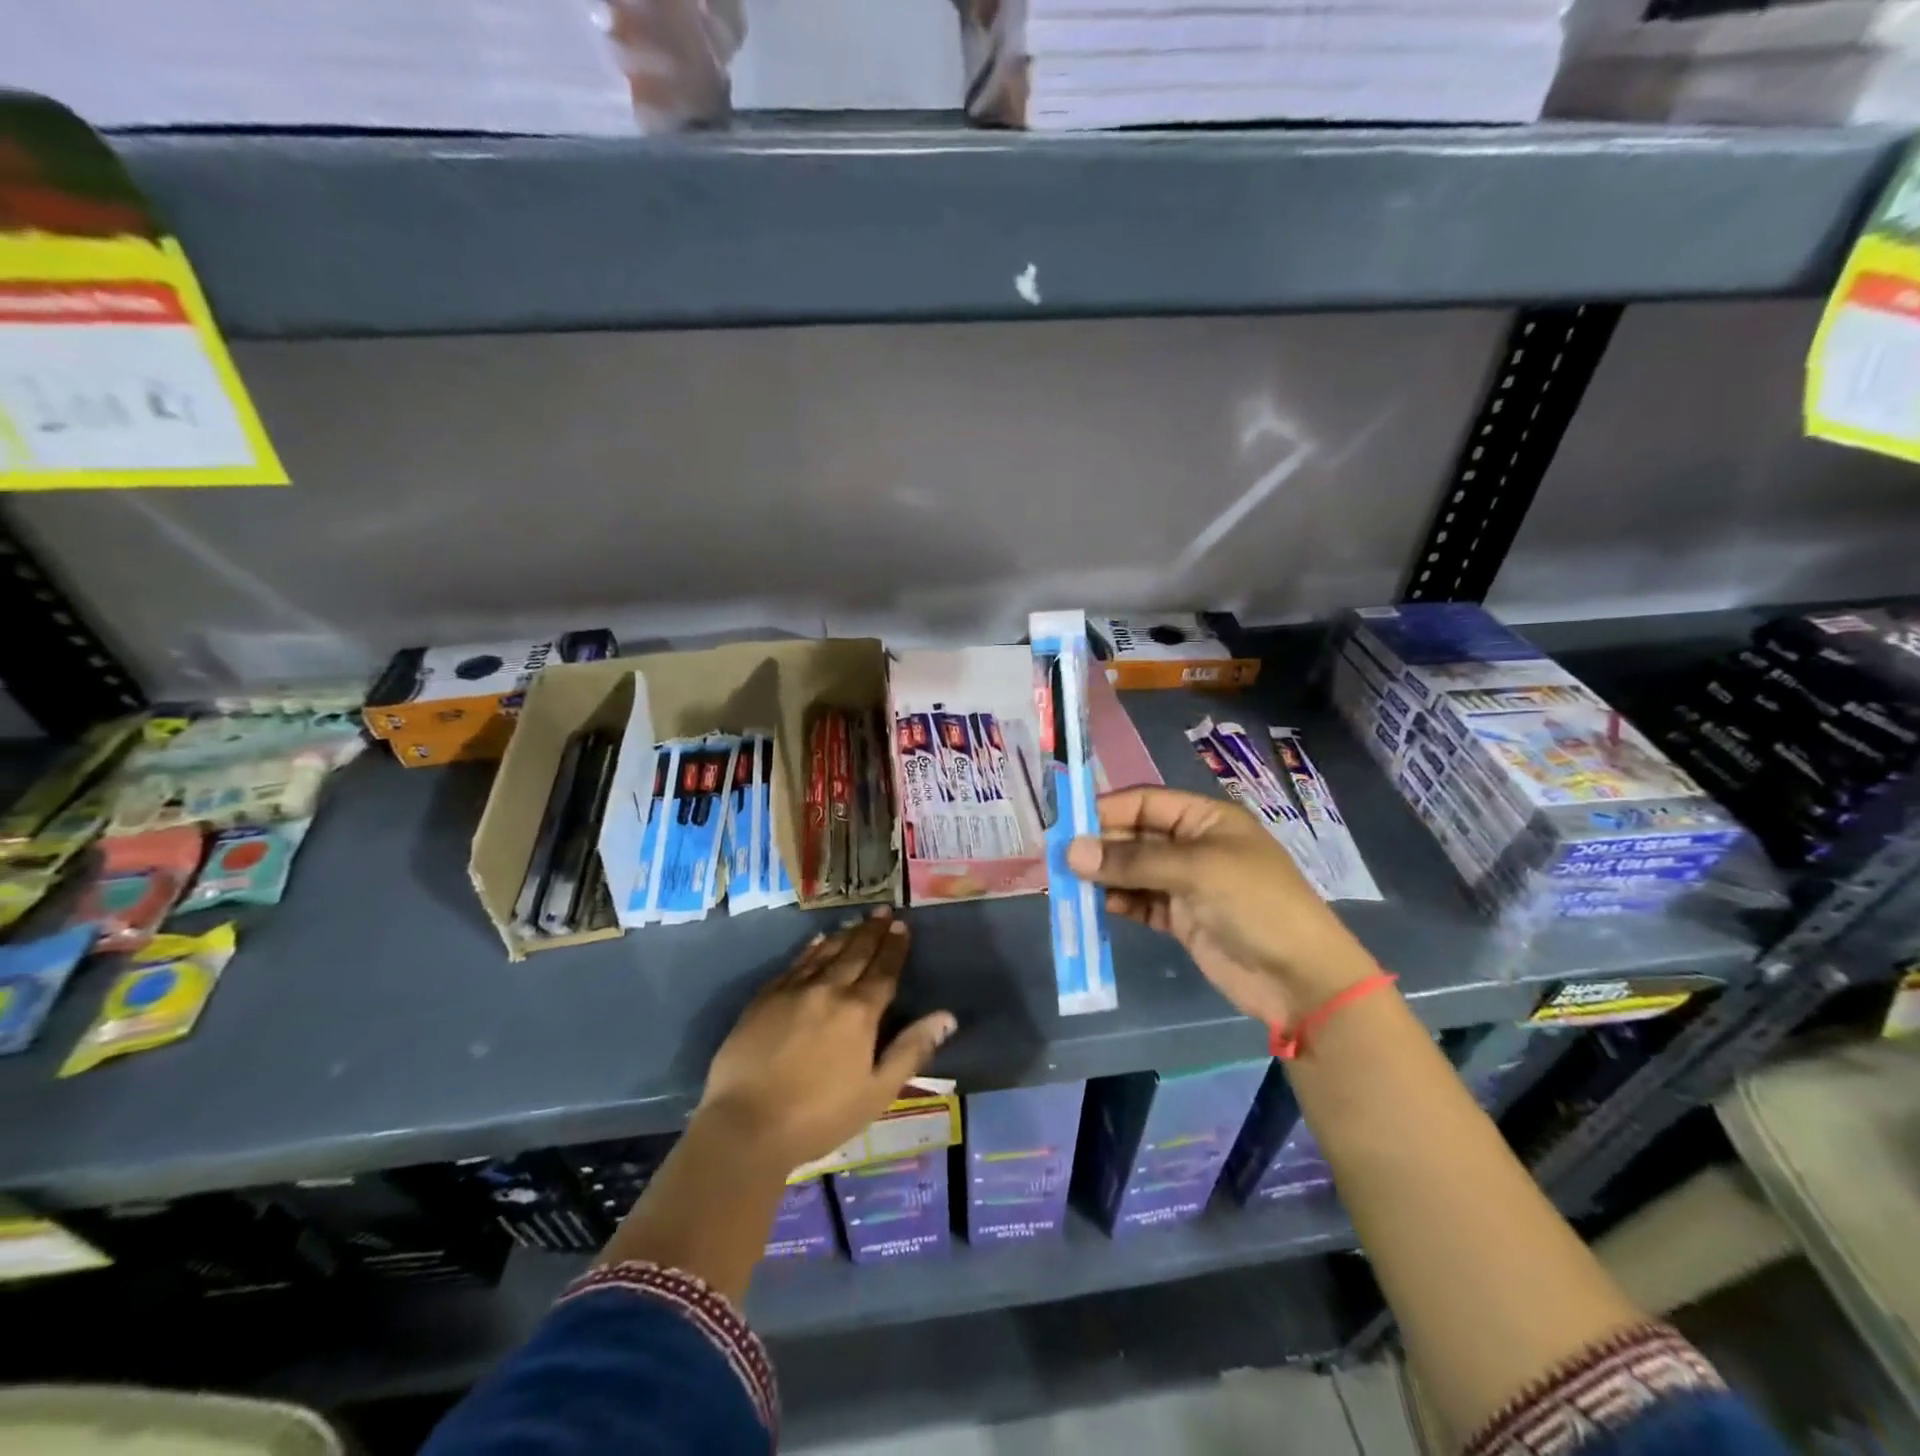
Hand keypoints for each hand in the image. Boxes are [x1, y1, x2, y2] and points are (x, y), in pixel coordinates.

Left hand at [698, 910, 956, 1174]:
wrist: (745, 1126)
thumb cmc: (819, 1116)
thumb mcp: (877, 1092)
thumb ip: (911, 1050)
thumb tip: (947, 1017)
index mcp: (859, 1012)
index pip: (884, 970)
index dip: (895, 947)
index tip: (903, 927)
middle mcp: (828, 990)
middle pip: (855, 952)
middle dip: (872, 931)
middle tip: (883, 911)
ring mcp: (792, 991)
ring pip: (825, 952)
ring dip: (844, 935)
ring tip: (857, 921)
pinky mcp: (764, 998)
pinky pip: (794, 963)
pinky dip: (811, 949)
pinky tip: (817, 942)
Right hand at [1066, 787, 1378, 1025]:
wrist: (1299, 978)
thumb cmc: (1255, 904)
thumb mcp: (1195, 871)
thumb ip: (1132, 861)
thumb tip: (1071, 852)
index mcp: (1205, 818)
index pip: (1145, 802)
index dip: (1106, 811)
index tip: (1065, 825)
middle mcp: (1193, 845)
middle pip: (1135, 836)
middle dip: (1100, 846)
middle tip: (1058, 860)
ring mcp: (1187, 883)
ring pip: (1133, 870)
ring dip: (1103, 876)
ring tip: (1065, 884)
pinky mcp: (1181, 918)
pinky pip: (1139, 901)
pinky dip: (1117, 902)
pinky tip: (1092, 906)